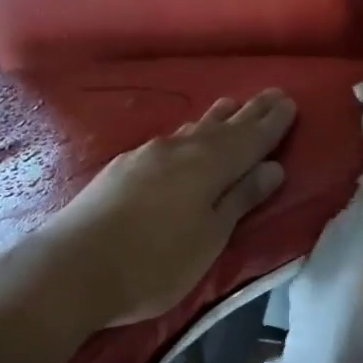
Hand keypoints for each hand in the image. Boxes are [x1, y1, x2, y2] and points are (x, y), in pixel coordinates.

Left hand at [35, 89, 295, 327]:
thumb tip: (272, 168)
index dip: (272, 123)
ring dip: (217, 119)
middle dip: (250, 113)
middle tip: (272, 95)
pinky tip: (184, 138)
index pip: (251, 138)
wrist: (71, 268)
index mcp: (209, 166)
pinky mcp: (123, 168)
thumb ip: (240, 199)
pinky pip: (170, 140)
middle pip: (223, 127)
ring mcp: (147, 156)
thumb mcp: (210, 237)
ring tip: (232, 106)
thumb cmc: (155, 263)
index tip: (290, 102)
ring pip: (193, 129)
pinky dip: (189, 134)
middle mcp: (180, 150)